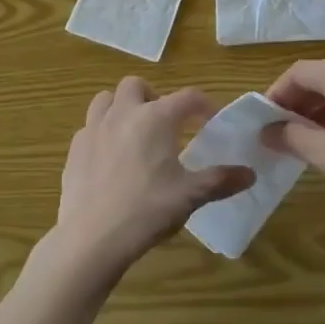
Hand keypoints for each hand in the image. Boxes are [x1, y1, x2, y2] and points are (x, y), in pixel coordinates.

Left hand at [50, 77, 254, 284]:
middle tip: (165, 124)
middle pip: (136, 85)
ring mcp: (93, 129)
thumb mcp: (190, 196)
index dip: (204, 105)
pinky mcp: (74, 149)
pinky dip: (102, 133)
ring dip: (121, 107)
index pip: (188, 97)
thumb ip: (221, 180)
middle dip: (153, 96)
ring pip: (105, 99)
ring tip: (134, 133)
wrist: (92, 237)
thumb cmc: (147, 210)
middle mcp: (123, 113)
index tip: (211, 120)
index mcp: (156, 118)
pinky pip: (89, 127)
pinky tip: (110, 158)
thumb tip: (250, 174)